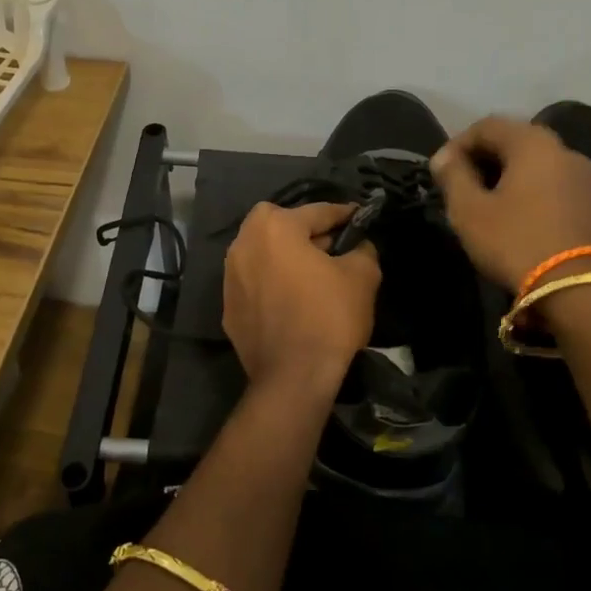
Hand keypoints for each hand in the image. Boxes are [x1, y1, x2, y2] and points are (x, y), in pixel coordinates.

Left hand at [223, 202, 379, 404]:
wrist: (292, 378)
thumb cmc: (328, 317)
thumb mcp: (362, 277)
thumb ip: (362, 249)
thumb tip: (358, 245)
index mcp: (274, 226)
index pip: (317, 212)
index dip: (344, 214)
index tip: (360, 217)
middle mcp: (243, 243)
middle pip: (283, 227)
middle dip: (309, 232)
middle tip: (335, 247)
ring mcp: (230, 276)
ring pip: (265, 254)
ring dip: (287, 257)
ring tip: (314, 274)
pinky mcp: (228, 306)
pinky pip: (256, 283)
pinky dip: (273, 284)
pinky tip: (293, 300)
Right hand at [430, 116, 590, 290]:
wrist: (580, 291)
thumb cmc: (516, 241)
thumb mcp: (470, 210)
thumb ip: (453, 176)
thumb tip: (444, 157)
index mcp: (532, 142)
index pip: (486, 126)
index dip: (456, 144)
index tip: (439, 172)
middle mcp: (562, 150)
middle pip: (512, 140)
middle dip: (480, 159)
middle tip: (457, 186)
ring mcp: (581, 177)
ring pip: (532, 163)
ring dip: (502, 175)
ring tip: (480, 203)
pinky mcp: (590, 203)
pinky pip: (548, 182)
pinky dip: (524, 190)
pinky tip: (510, 216)